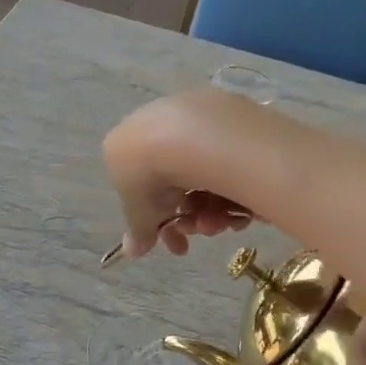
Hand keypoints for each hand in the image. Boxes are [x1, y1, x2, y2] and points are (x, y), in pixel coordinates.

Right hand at [101, 91, 271, 258]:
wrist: (186, 136)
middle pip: (178, 183)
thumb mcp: (139, 213)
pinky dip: (232, 188)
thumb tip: (132, 252)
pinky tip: (239, 207)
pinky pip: (228, 160)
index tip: (177, 243)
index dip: (161, 222)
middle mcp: (156, 126)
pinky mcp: (226, 112)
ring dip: (212, 210)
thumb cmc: (149, 175)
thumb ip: (138, 232)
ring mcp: (191, 118)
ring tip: (220, 223)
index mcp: (127, 145)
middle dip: (191, 218)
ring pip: (204, 175)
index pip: (144, 190)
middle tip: (202, 233)